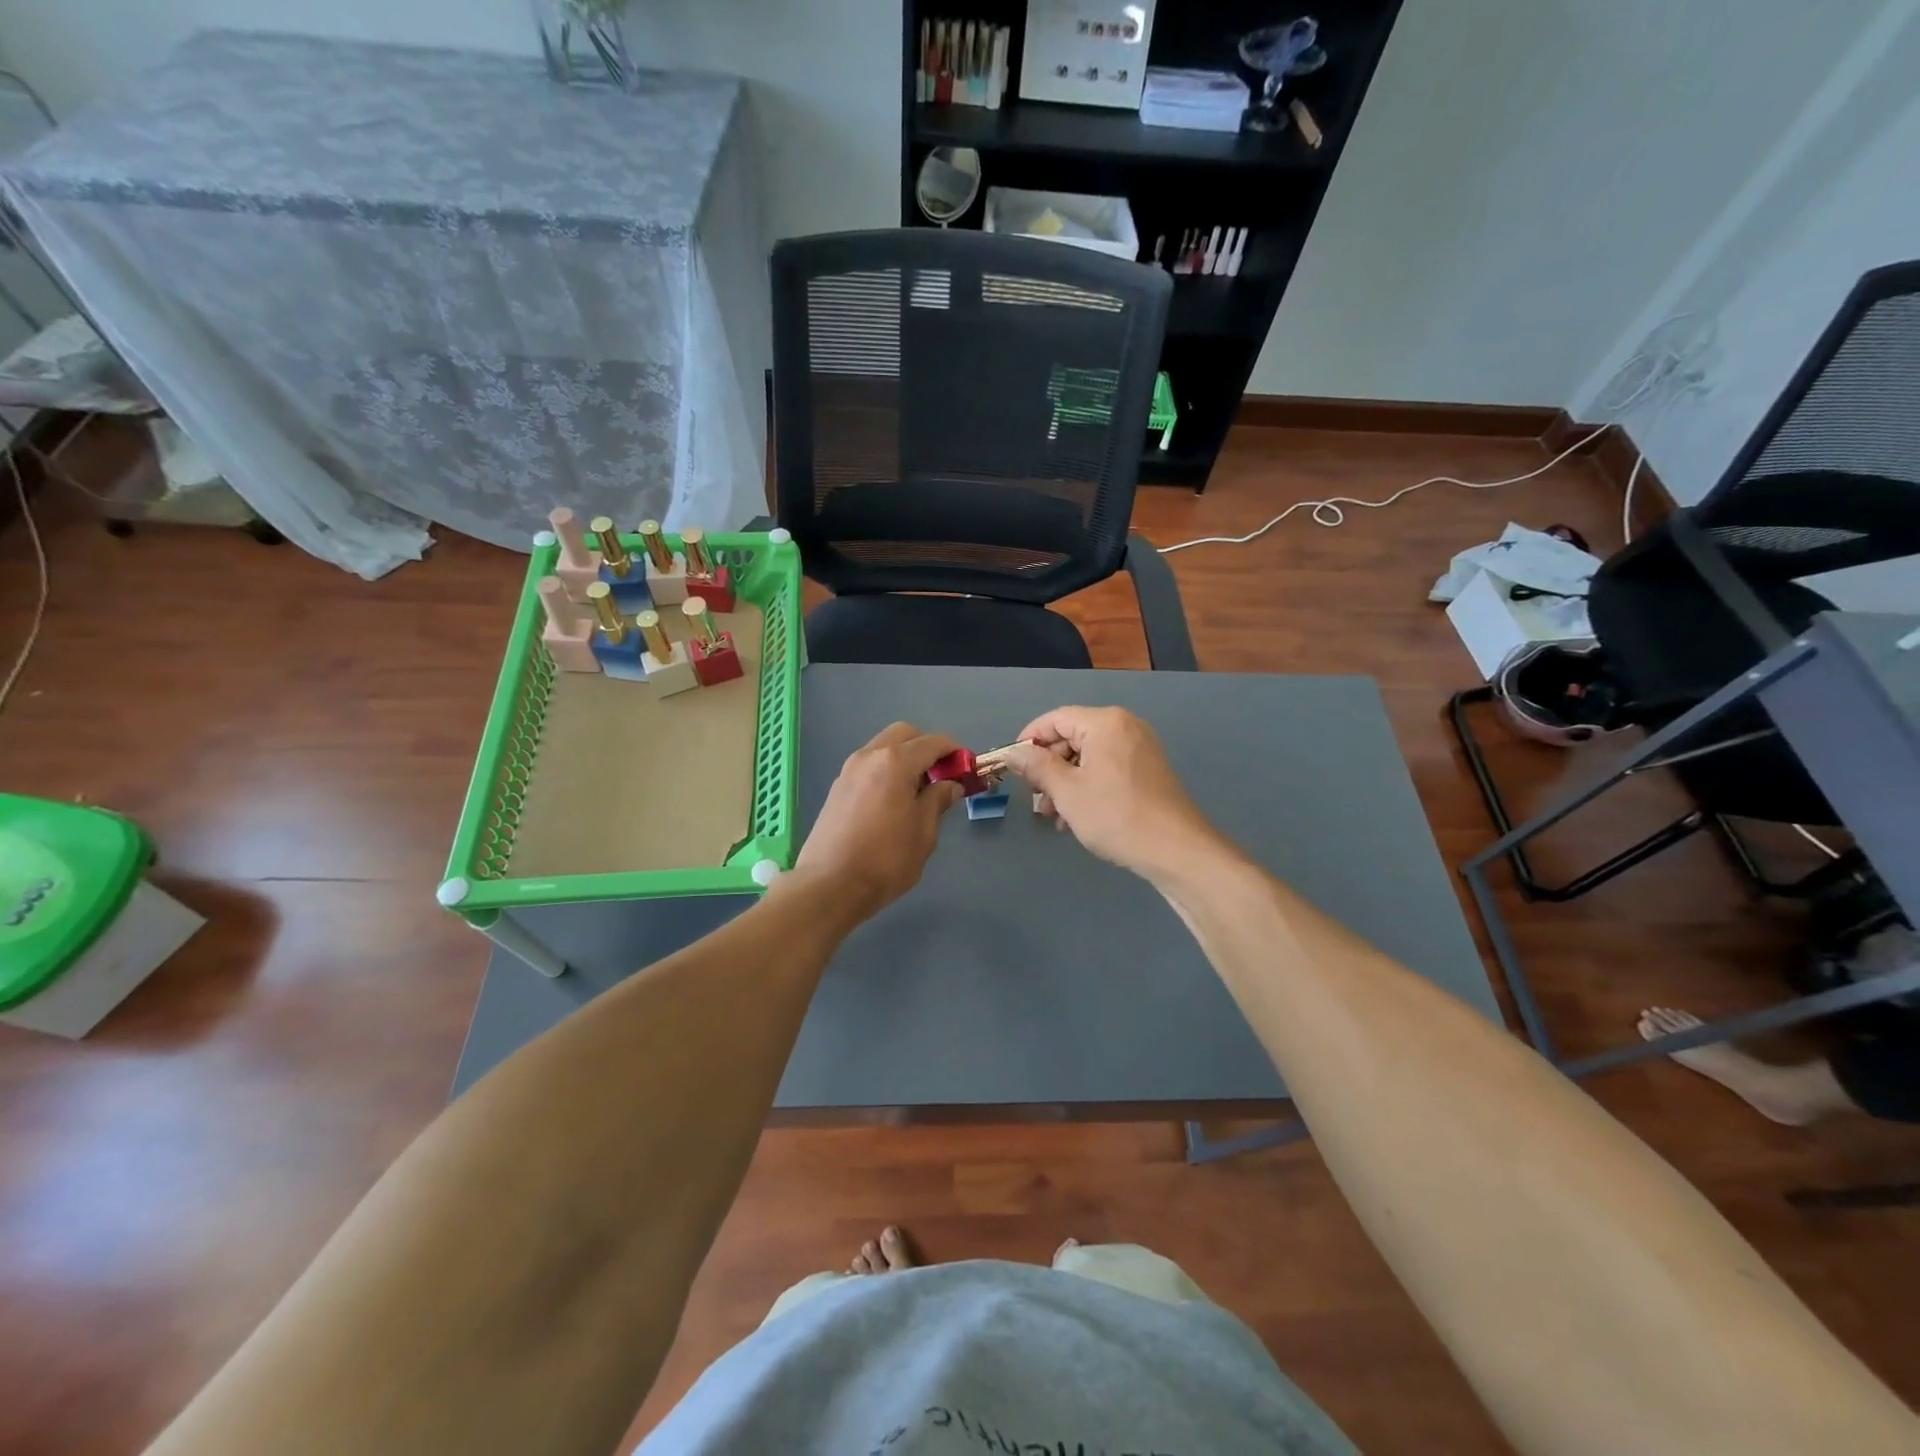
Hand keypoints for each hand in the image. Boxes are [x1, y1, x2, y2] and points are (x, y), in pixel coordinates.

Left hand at [791, 722, 965, 920]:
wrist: (829, 886)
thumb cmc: (885, 861)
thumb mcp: (923, 833)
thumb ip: (938, 800)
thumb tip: (949, 785)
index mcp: (895, 762)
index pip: (932, 742)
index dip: (954, 752)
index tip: (967, 768)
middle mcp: (869, 756)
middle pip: (904, 735)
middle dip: (927, 747)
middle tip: (942, 776)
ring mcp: (849, 770)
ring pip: (883, 747)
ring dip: (905, 758)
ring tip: (918, 791)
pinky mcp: (837, 788)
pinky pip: (869, 765)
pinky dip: (886, 770)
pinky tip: (893, 801)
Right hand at [1001, 706, 1219, 880]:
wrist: (1176, 850)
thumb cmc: (1116, 815)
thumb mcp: (1067, 791)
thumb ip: (1036, 767)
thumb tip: (1012, 752)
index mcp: (1105, 723)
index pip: (1055, 718)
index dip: (1029, 739)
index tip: (1012, 766)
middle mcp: (1124, 727)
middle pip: (1072, 737)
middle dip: (1048, 767)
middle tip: (1034, 797)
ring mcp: (1139, 748)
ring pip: (1088, 757)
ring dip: (1065, 782)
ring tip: (1052, 815)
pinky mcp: (1147, 770)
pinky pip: (1106, 768)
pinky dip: (1086, 786)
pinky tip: (1075, 817)